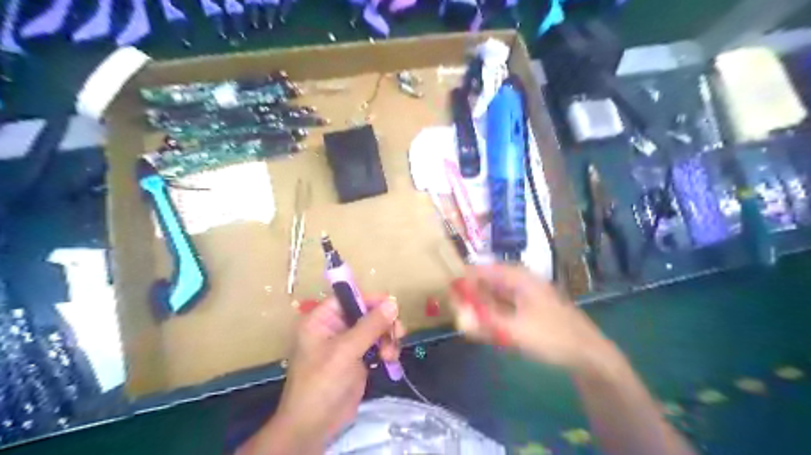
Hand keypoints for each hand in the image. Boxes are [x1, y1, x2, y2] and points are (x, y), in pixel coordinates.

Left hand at [264, 297, 402, 451]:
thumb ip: (370, 326)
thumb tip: (393, 302)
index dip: (370, 299)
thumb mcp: (345, 351)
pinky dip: (386, 350)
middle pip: (366, 312)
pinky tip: (390, 361)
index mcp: (322, 319)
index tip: (392, 305)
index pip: (348, 297)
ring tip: (391, 354)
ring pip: (375, 329)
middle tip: (397, 332)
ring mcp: (347, 344)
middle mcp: (334, 327)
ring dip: (387, 338)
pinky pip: (377, 345)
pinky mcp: (358, 359)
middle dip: (383, 322)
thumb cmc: (322, 383)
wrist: (314, 427)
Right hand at [450, 263, 607, 373]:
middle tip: (455, 307)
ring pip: (495, 293)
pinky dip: (492, 312)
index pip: (483, 270)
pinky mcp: (529, 308)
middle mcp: (521, 281)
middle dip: (471, 292)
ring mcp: (526, 294)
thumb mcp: (517, 331)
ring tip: (467, 315)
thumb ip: (486, 324)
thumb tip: (458, 318)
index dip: (464, 279)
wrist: (588, 353)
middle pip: (488, 280)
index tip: (448, 292)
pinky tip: (487, 324)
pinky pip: (504, 305)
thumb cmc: (553, 337)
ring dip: (481, 303)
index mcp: (518, 278)